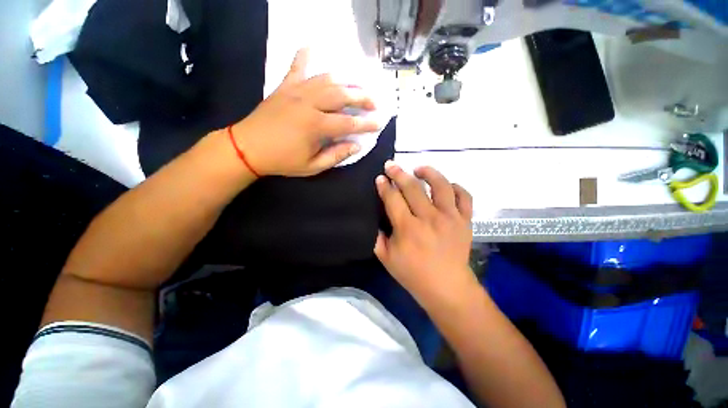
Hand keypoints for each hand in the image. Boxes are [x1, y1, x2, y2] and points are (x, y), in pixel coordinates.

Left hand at [231, 49, 379, 176]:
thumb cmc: (282, 161)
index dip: (366, 124)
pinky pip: (296, 67)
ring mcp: (296, 92)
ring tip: (357, 84)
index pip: (349, 123)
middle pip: (342, 95)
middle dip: (362, 97)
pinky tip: (312, 46)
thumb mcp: (312, 166)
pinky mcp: (284, 87)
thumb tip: (355, 146)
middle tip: (375, 102)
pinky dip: (304, 56)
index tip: (380, 123)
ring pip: (326, 79)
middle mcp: (309, 104)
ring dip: (345, 80)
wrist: (247, 148)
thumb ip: (335, 155)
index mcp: (316, 126)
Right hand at [374, 161, 475, 304]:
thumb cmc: (413, 274)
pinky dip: (455, 187)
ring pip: (440, 185)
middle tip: (391, 165)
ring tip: (419, 169)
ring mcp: (450, 217)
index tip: (380, 177)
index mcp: (408, 228)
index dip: (384, 186)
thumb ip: (376, 237)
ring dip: (428, 172)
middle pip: (412, 187)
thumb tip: (374, 218)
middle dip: (398, 173)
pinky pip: (464, 196)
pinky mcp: (465, 220)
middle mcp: (429, 218)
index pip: (393, 198)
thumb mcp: (386, 258)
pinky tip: (446, 185)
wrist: (447, 287)